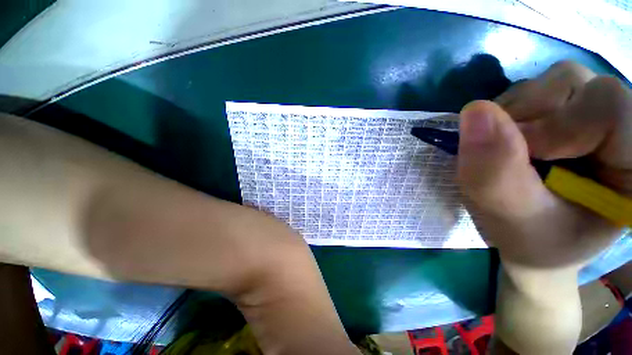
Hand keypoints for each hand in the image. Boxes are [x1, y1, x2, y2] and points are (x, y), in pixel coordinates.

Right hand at [457, 61, 630, 268]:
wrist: (535, 241)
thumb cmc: (534, 242)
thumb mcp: (513, 218)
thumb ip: (495, 173)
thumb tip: (474, 112)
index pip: (609, 106)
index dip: (559, 125)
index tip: (526, 160)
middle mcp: (622, 127)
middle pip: (574, 84)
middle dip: (526, 117)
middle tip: (510, 158)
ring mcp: (593, 113)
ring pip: (548, 83)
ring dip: (513, 115)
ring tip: (508, 152)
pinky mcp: (566, 111)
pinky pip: (533, 92)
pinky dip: (508, 115)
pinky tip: (509, 144)